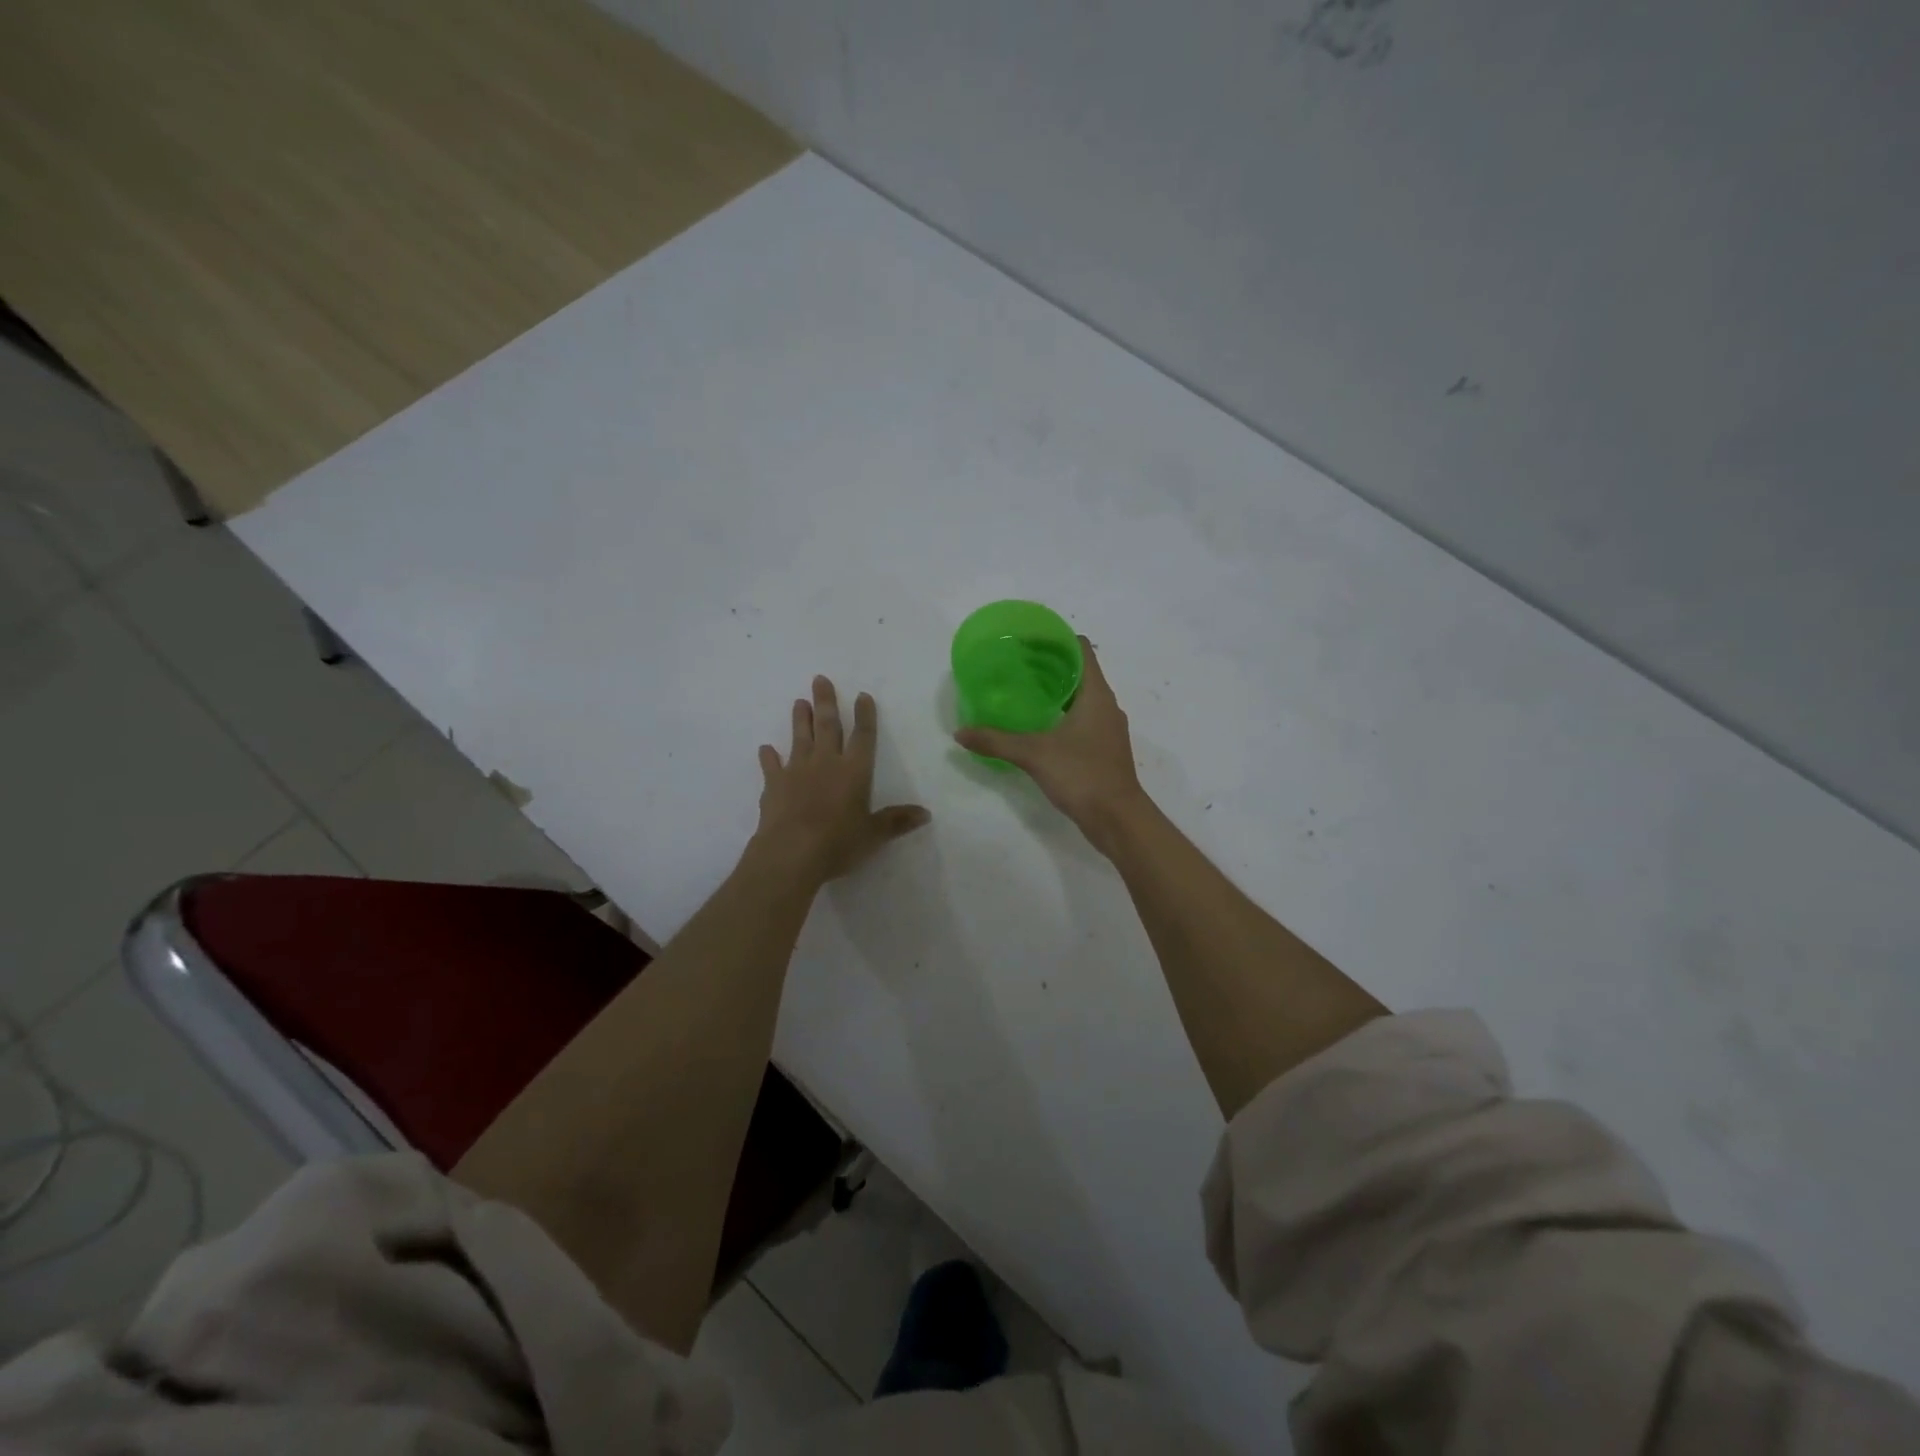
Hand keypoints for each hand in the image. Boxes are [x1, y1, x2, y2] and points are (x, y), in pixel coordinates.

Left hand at [755, 676, 930, 885]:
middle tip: (820, 679)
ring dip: (799, 719)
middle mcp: (826, 763)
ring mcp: (797, 771)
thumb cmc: (838, 842)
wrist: (791, 853)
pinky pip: (771, 766)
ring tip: (799, 701)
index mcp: (854, 771)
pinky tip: (765, 748)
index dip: (865, 716)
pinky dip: (768, 757)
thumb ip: (897, 821)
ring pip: (800, 738)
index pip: (863, 737)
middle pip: (827, 726)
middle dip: (826, 702)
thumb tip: (926, 813)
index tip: (862, 695)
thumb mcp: (874, 834)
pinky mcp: (774, 785)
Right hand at [953, 637, 1148, 852]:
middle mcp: (1106, 706)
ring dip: (1056, 691)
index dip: (1056, 639)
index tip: (1027, 640)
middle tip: (1016, 664)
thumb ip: (996, 741)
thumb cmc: (1082, 775)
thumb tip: (960, 733)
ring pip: (1082, 697)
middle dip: (1050, 665)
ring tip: (1023, 691)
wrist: (1118, 820)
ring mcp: (1107, 729)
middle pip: (1080, 672)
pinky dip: (1062, 714)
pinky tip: (1038, 725)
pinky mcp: (1104, 749)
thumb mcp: (1034, 754)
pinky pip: (1082, 719)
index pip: (1081, 649)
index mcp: (1096, 695)